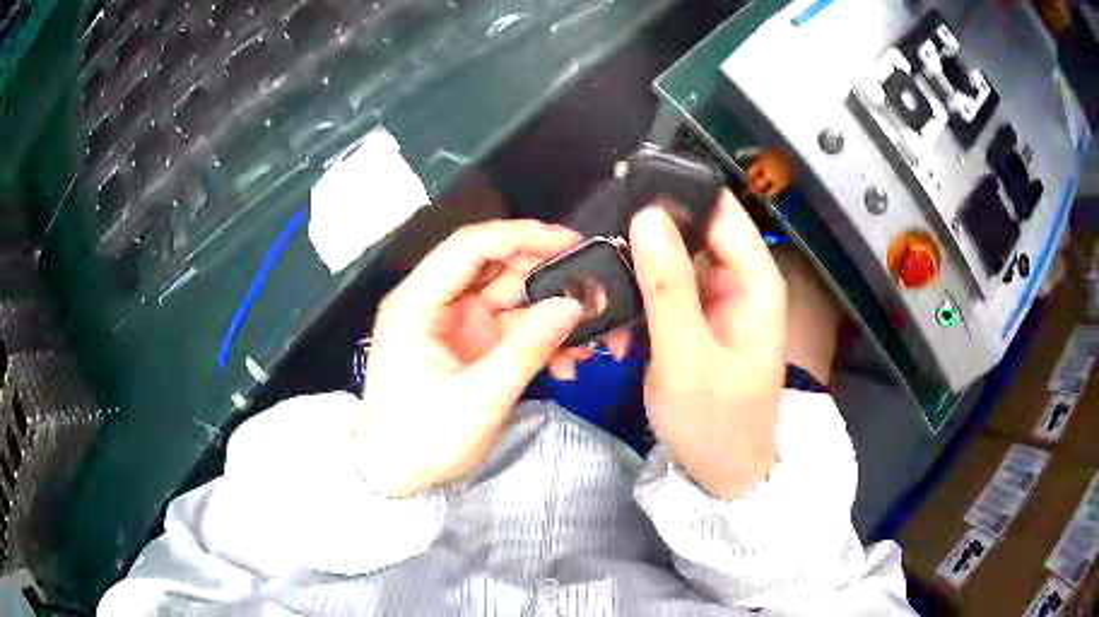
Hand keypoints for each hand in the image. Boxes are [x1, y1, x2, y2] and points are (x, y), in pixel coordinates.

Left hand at [354, 221, 584, 496]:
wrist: (395, 476)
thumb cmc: (422, 440)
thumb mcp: (479, 399)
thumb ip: (528, 349)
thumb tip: (574, 305)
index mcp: (417, 303)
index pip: (470, 247)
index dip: (521, 236)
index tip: (571, 242)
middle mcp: (433, 302)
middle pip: (493, 267)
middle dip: (545, 276)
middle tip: (592, 292)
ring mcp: (452, 323)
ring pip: (508, 297)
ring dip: (548, 313)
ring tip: (588, 337)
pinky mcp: (468, 344)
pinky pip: (509, 327)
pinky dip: (538, 338)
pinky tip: (565, 363)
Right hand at [630, 191, 786, 498]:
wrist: (723, 474)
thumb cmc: (715, 424)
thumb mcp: (686, 358)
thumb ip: (668, 287)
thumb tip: (647, 215)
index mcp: (755, 281)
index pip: (719, 210)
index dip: (675, 196)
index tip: (623, 195)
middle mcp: (739, 281)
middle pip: (691, 232)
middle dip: (645, 242)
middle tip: (599, 257)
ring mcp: (717, 300)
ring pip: (671, 262)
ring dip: (636, 279)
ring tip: (604, 304)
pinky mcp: (698, 320)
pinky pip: (665, 293)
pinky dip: (639, 305)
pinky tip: (620, 332)